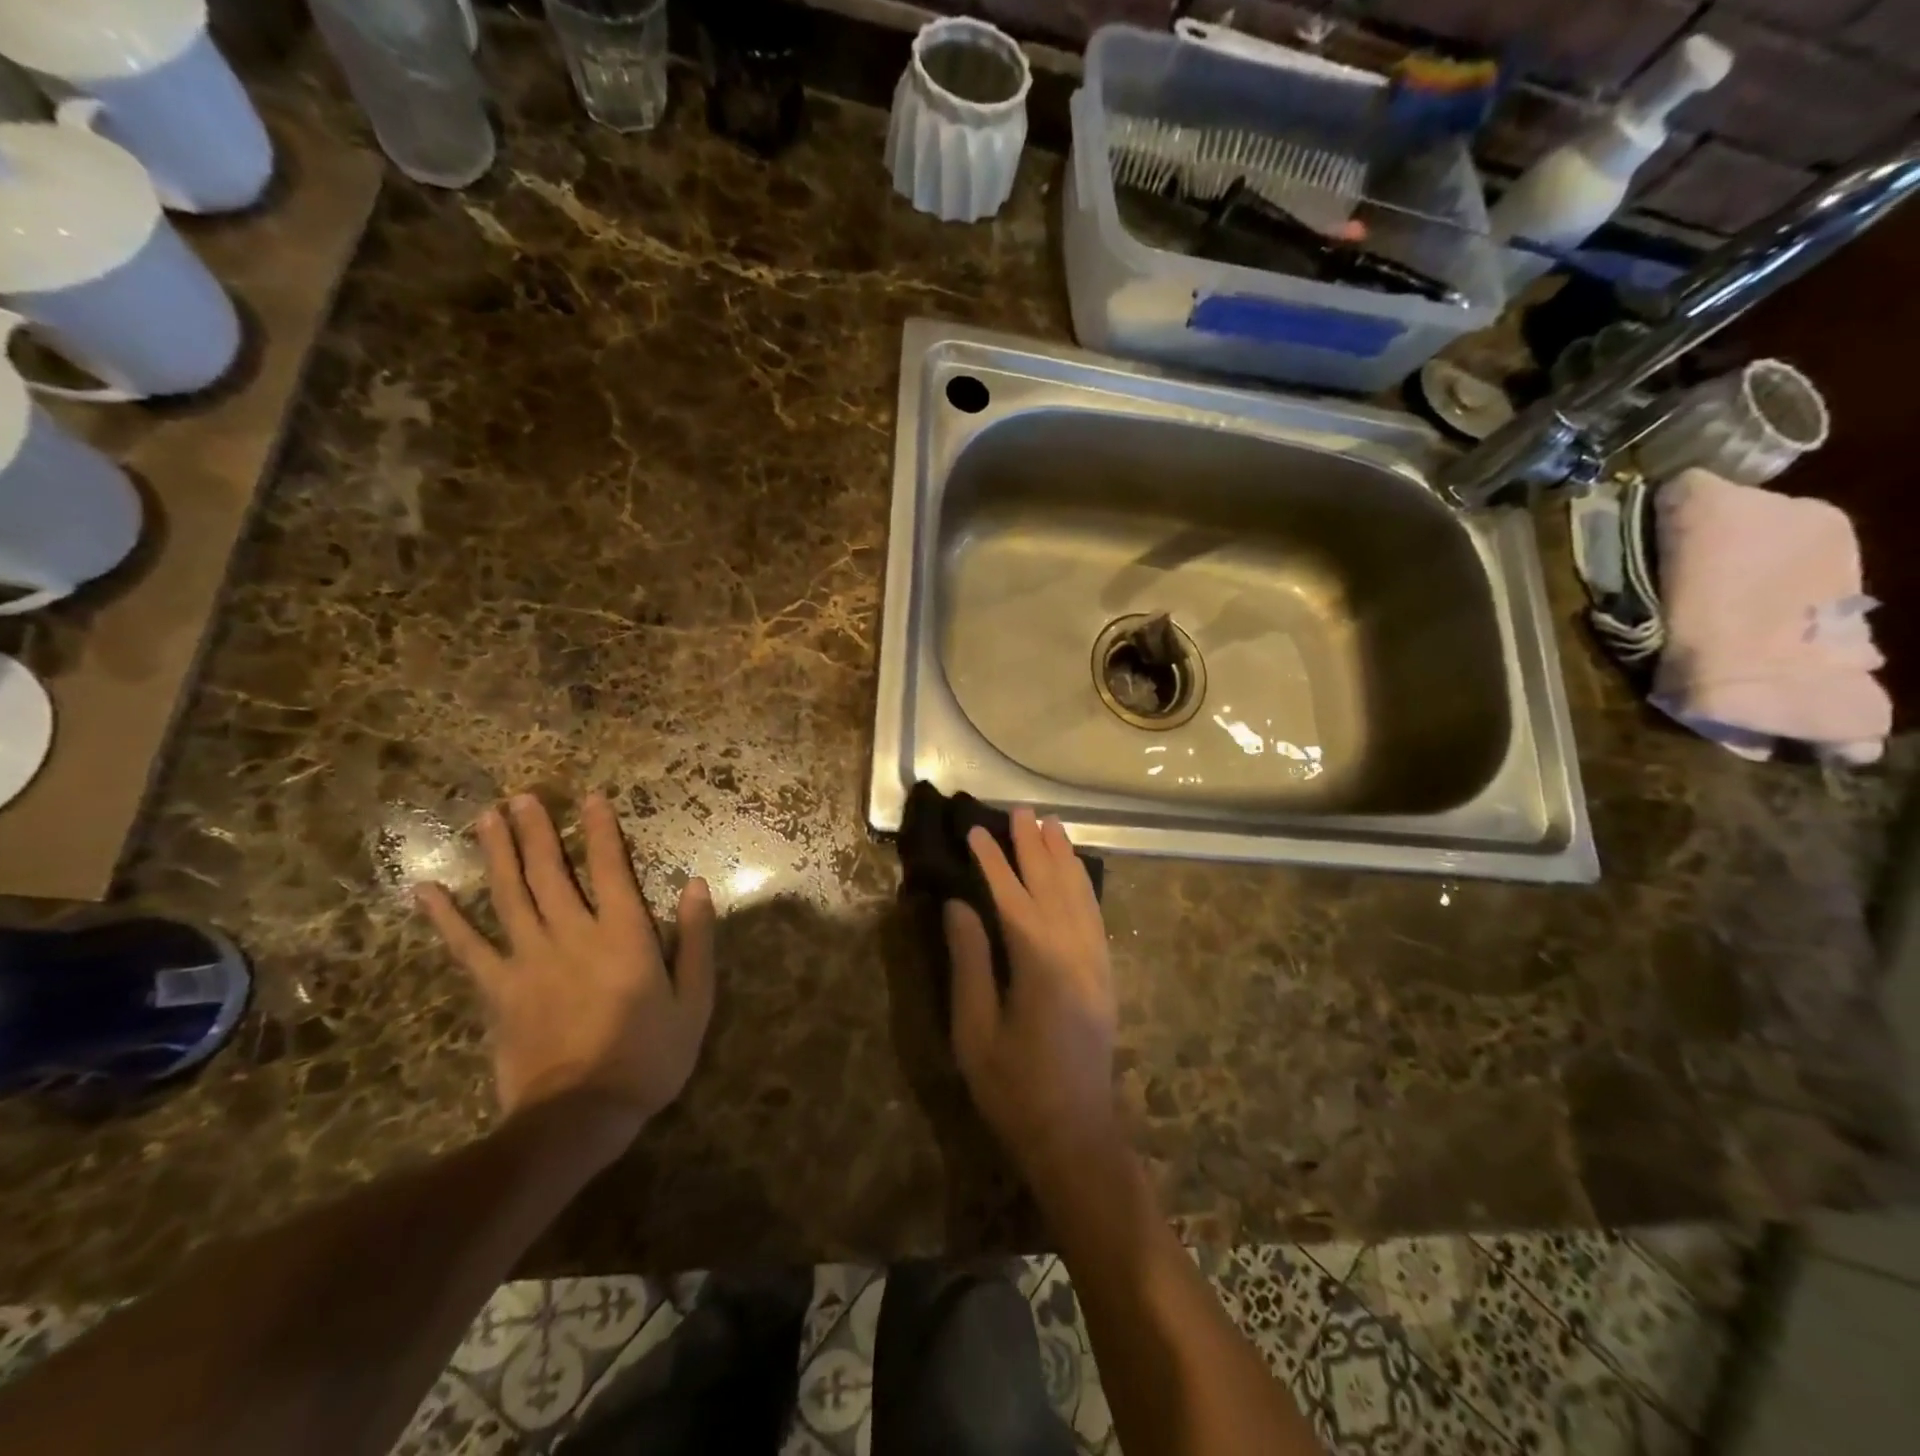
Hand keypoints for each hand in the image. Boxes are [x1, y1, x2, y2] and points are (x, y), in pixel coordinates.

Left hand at [418, 793, 716, 1133]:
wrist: (582, 1114)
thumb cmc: (651, 1054)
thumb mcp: (695, 998)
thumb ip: (695, 938)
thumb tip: (695, 885)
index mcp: (623, 934)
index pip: (612, 868)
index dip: (603, 831)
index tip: (591, 797)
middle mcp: (573, 934)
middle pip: (552, 872)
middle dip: (538, 831)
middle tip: (522, 797)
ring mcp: (529, 960)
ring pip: (510, 895)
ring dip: (499, 854)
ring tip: (487, 818)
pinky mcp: (498, 990)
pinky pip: (467, 947)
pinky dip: (445, 918)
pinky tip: (425, 891)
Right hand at [944, 807, 1120, 1183]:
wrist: (1075, 1136)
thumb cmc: (1014, 1091)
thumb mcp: (975, 1032)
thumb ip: (970, 963)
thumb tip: (959, 905)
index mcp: (1041, 967)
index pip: (1013, 899)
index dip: (994, 863)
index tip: (976, 832)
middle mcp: (1077, 955)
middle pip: (1054, 887)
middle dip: (1035, 847)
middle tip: (1020, 812)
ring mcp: (1098, 964)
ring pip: (1082, 897)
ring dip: (1064, 858)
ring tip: (1051, 824)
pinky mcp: (1105, 976)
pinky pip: (1095, 917)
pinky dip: (1084, 885)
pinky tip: (1075, 871)